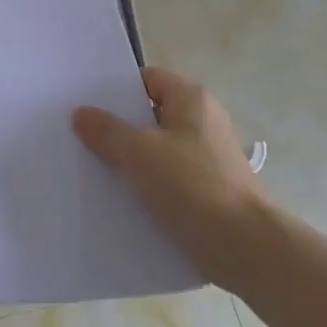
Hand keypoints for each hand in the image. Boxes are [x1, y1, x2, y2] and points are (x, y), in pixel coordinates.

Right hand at [73, 67, 271, 292]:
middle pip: (151, 114)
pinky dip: (147, 183)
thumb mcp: (138, 152)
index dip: (116, 90)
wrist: (245, 246)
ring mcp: (209, 157)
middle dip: (119, 126)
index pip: (147, 79)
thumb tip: (81, 114)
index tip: (87, 105)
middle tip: (82, 135)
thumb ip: (106, 130)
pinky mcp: (209, 188)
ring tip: (94, 167)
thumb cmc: (191, 184)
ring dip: (131, 158)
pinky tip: (121, 195)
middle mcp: (204, 121)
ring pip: (158, 148)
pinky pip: (169, 176)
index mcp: (192, 99)